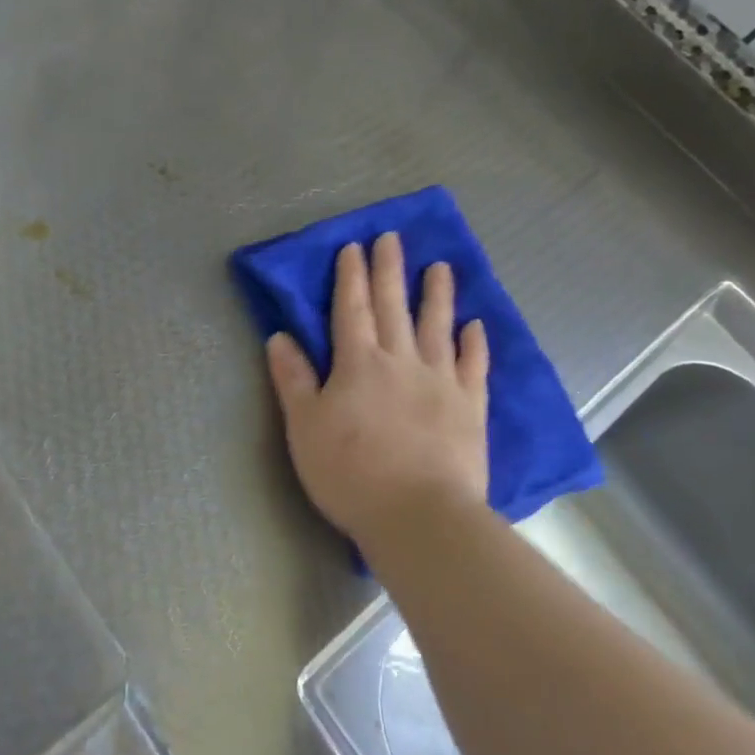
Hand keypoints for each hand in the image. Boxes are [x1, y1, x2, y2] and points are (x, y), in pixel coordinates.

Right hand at [265, 233, 489, 555]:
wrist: (419, 515)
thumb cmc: (350, 473)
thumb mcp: (304, 427)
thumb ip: (293, 379)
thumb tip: (279, 336)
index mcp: (358, 364)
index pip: (351, 309)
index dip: (350, 277)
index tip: (353, 247)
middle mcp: (401, 361)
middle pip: (394, 307)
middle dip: (389, 270)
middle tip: (392, 238)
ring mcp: (440, 382)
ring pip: (437, 327)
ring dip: (437, 294)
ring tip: (440, 266)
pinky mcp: (470, 408)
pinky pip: (474, 366)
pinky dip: (474, 343)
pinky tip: (475, 325)